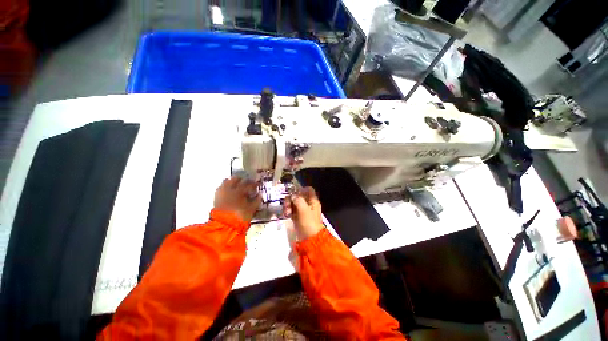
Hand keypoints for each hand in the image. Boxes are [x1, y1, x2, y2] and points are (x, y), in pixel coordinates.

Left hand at [214, 176, 261, 222]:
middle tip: (247, 181)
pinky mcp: (217, 198)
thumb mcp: (251, 209)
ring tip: (236, 183)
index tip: (257, 184)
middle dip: (242, 179)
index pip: (249, 185)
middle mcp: (231, 190)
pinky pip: (220, 189)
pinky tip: (226, 189)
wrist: (224, 226)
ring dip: (232, 181)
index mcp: (240, 192)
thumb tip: (260, 195)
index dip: (254, 184)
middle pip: (236, 180)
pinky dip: (224, 187)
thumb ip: (256, 201)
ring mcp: (223, 193)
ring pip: (226, 182)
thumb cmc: (241, 217)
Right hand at [284, 187, 323, 239]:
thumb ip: (298, 200)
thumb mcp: (304, 210)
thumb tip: (293, 196)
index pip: (308, 190)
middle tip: (287, 205)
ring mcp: (303, 210)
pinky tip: (286, 215)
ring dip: (288, 206)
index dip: (301, 189)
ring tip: (286, 213)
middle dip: (291, 199)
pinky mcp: (298, 217)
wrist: (310, 239)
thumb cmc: (309, 223)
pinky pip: (292, 210)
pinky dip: (288, 211)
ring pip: (294, 203)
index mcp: (313, 201)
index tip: (293, 193)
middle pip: (298, 196)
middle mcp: (308, 204)